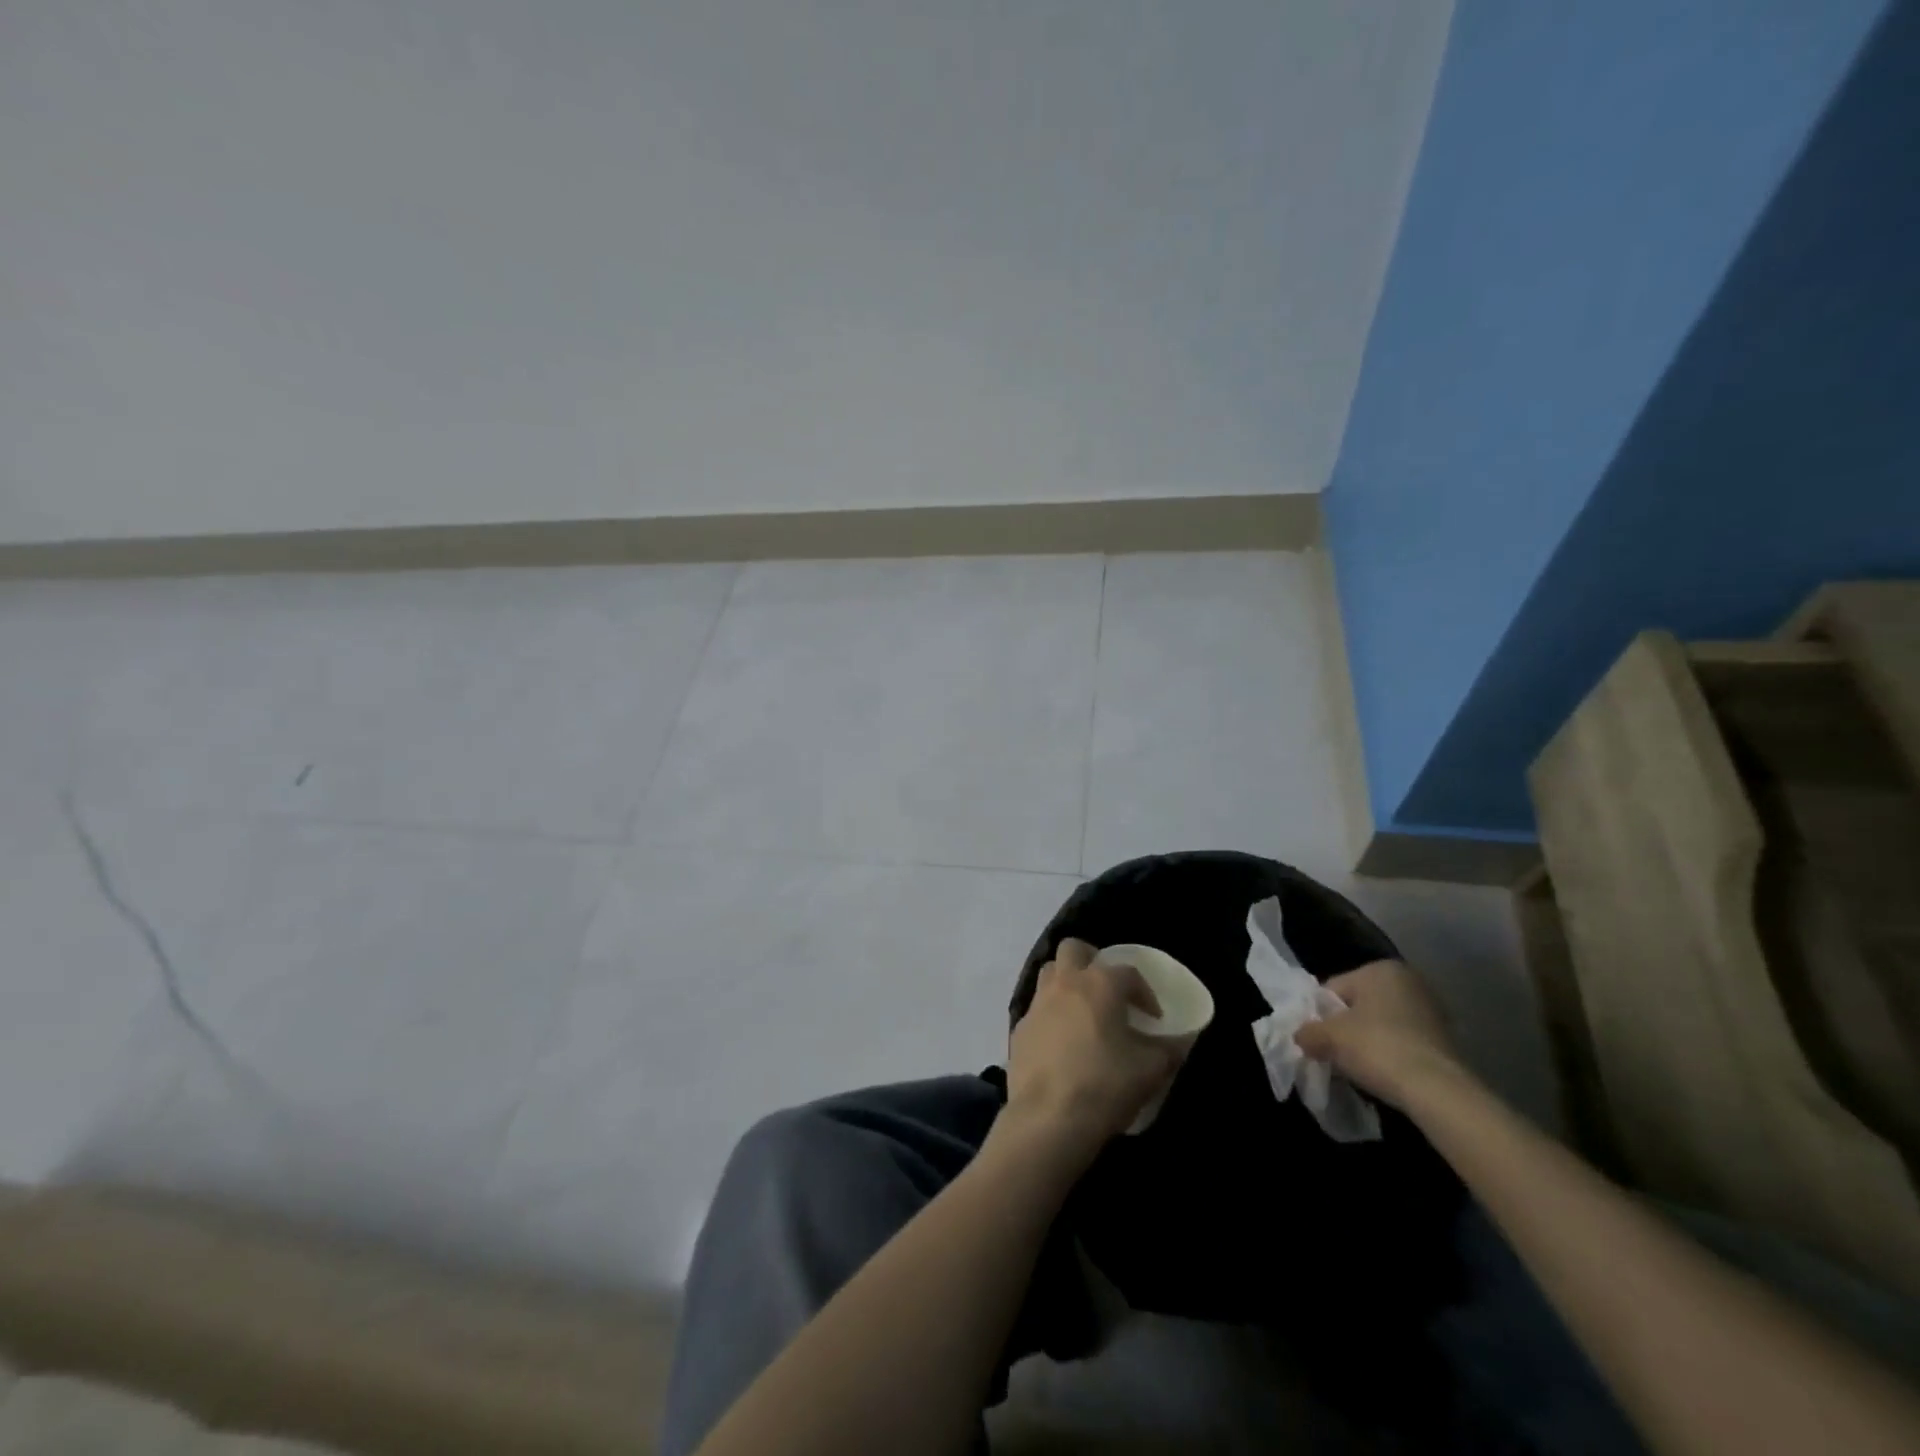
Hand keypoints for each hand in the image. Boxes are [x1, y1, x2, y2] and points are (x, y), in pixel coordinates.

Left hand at [1003, 939, 1179, 1162]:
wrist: (1048, 1117)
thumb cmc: (1105, 1084)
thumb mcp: (1151, 1070)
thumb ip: (1169, 1050)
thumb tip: (1181, 1042)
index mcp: (1099, 984)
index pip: (1128, 972)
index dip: (1145, 992)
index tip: (1154, 1019)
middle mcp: (1065, 983)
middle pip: (1074, 949)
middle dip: (1092, 961)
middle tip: (1108, 989)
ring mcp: (1037, 1004)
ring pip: (1049, 973)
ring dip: (1067, 983)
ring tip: (1084, 1011)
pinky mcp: (1019, 1029)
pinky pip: (1037, 1010)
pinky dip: (1051, 1016)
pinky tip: (1062, 1044)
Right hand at [1293, 958, 1469, 1109]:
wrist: (1437, 1091)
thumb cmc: (1377, 1048)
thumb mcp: (1328, 1038)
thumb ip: (1308, 1032)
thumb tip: (1302, 1037)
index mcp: (1380, 969)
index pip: (1333, 989)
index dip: (1320, 1016)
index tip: (1316, 1040)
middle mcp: (1409, 981)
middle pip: (1359, 1005)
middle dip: (1345, 1028)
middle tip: (1334, 1054)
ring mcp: (1432, 1010)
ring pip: (1382, 1024)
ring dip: (1369, 1042)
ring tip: (1359, 1067)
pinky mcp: (1447, 1039)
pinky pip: (1404, 1041)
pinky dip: (1391, 1054)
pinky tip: (1385, 1073)